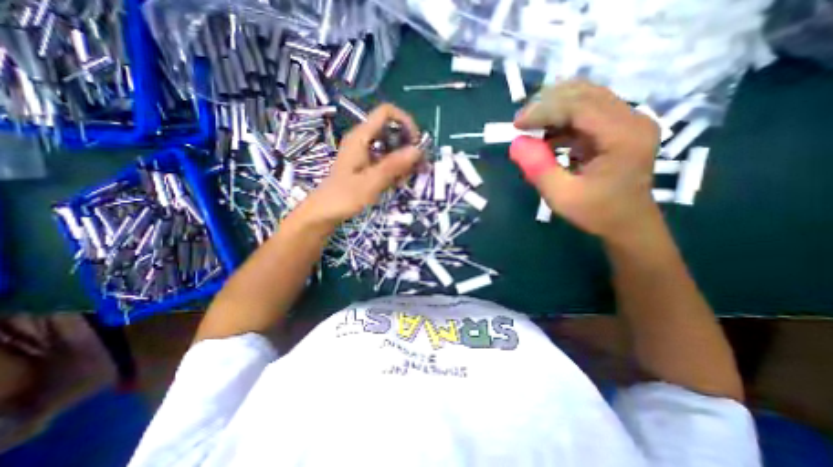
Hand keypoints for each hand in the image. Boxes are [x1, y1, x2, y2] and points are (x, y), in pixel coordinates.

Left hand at [292, 104, 423, 230]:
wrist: (323, 213)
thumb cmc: (343, 198)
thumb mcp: (371, 182)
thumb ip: (393, 165)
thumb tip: (417, 150)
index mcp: (361, 137)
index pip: (386, 113)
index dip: (405, 122)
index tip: (416, 144)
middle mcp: (363, 140)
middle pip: (391, 130)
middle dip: (408, 146)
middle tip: (418, 167)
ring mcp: (364, 153)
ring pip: (390, 146)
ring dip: (403, 160)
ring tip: (408, 179)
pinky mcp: (366, 165)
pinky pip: (385, 159)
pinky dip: (395, 168)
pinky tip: (398, 183)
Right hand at [511, 78, 661, 240]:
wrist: (627, 223)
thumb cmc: (596, 213)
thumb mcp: (561, 196)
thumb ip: (538, 169)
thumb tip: (516, 143)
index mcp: (624, 136)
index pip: (580, 105)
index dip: (544, 110)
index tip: (516, 124)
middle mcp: (632, 119)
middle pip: (584, 94)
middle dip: (547, 104)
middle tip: (521, 123)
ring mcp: (628, 120)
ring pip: (585, 97)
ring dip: (554, 108)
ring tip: (531, 128)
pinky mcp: (619, 126)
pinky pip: (587, 111)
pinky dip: (562, 119)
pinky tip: (547, 136)